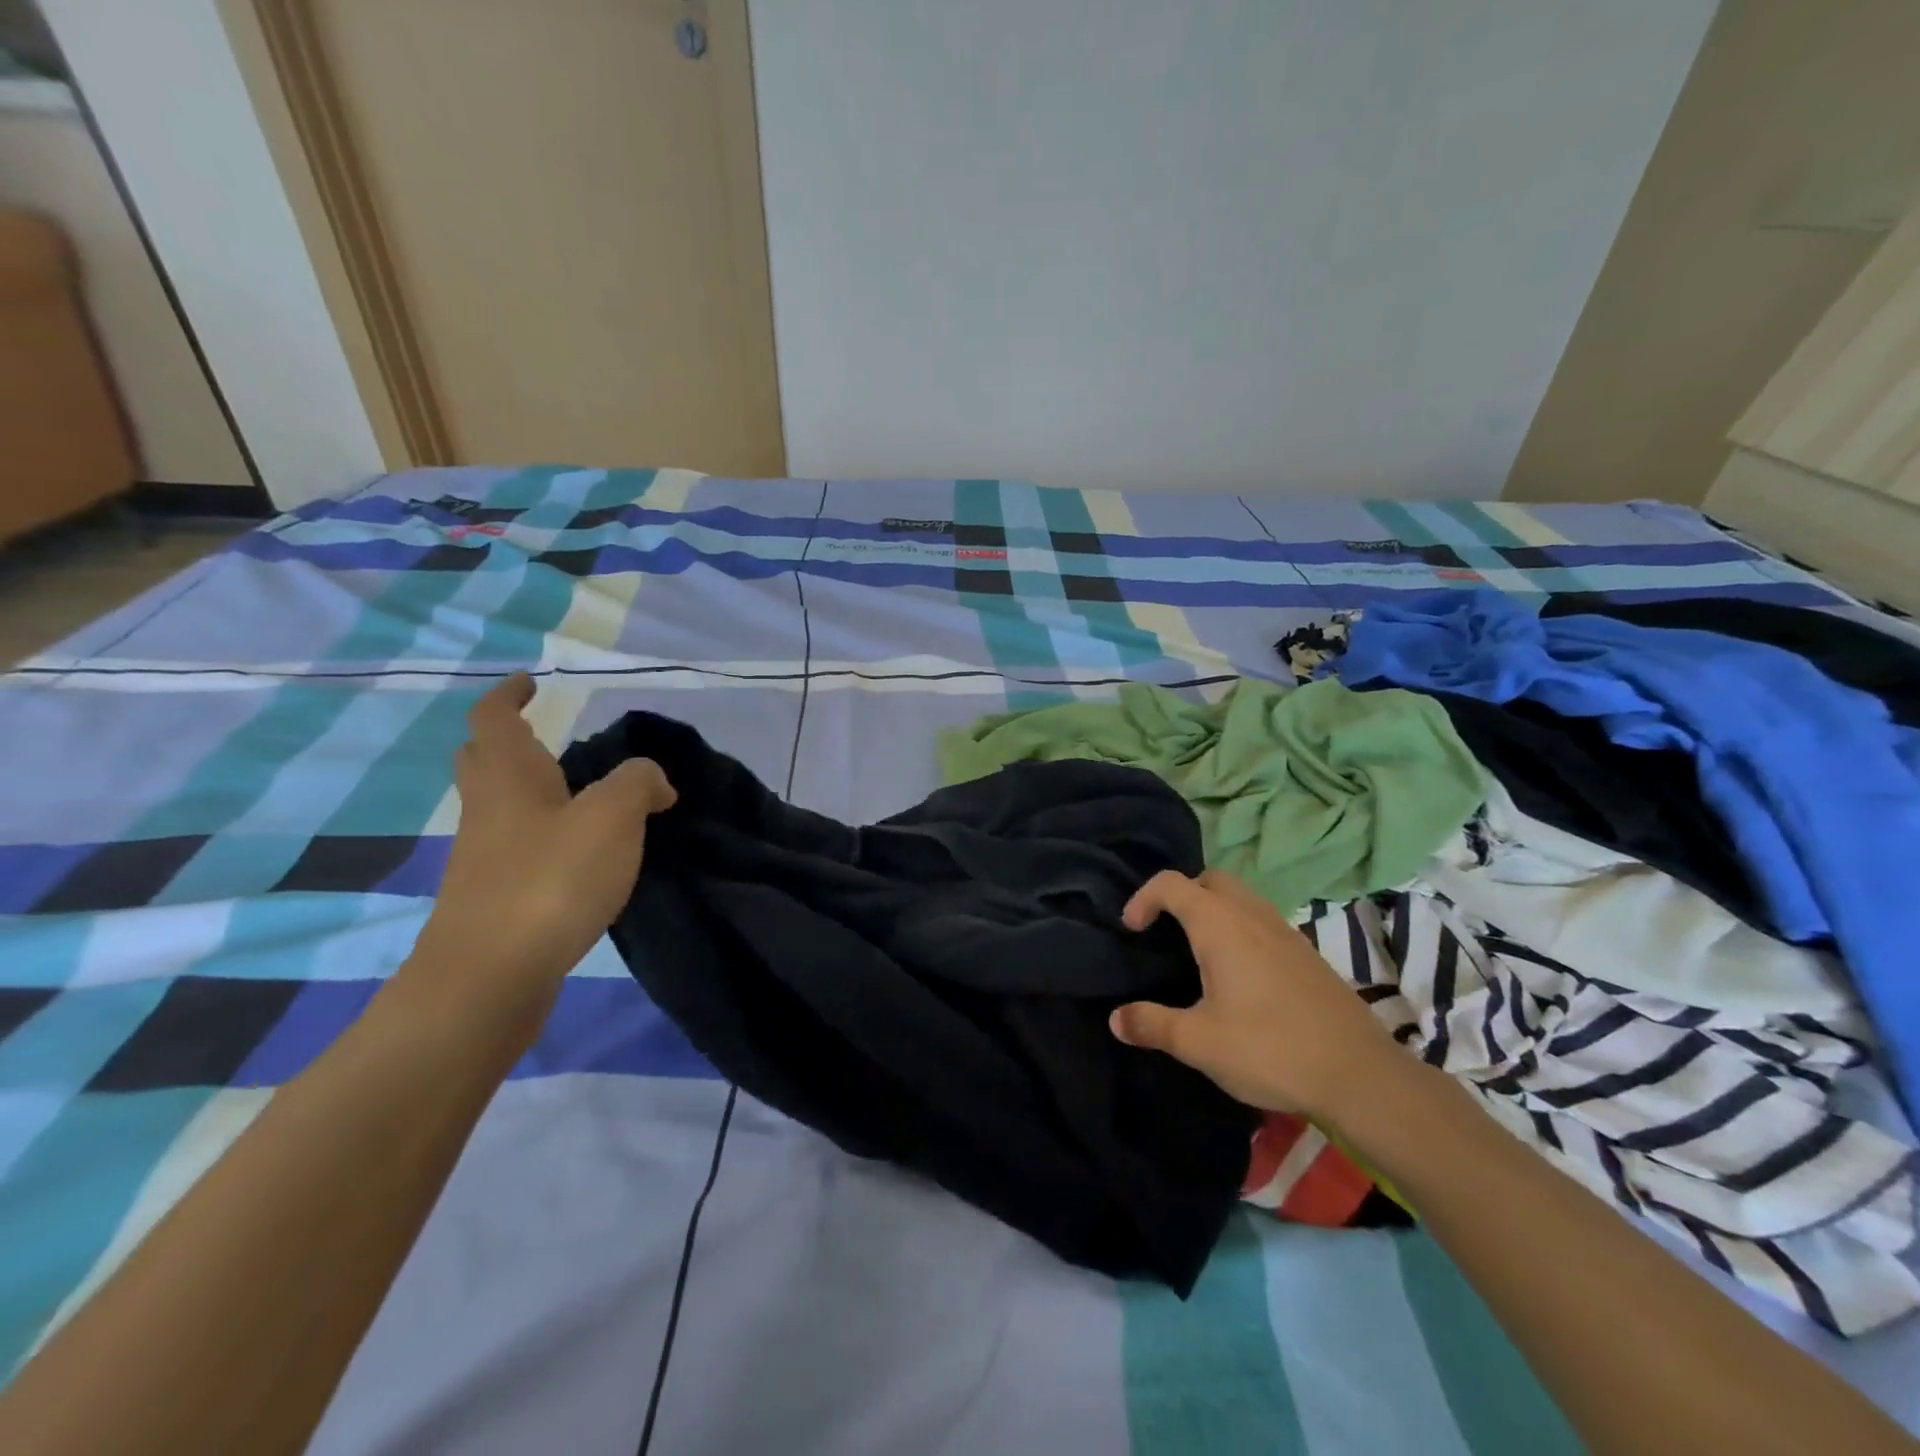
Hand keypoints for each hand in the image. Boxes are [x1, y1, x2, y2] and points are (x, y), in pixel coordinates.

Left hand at [404, 674, 675, 1032]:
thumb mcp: (613, 817)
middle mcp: (489, 810)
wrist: (489, 979)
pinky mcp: (496, 898)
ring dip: (531, 791)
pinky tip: (585, 853)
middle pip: (484, 761)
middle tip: (549, 736)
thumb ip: (639, 782)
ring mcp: (485, 858)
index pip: (494, 718)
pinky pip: (518, 847)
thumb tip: (654, 782)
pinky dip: (545, 834)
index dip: (510, 695)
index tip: (531, 683)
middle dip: (509, 741)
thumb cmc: (549, 880)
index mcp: (509, 777)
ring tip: (585, 795)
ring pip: (501, 807)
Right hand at [1111, 869, 1403, 1117]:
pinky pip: (1261, 920)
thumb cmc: (1270, 1048)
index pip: (1170, 883)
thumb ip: (1152, 1024)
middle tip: (1165, 931)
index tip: (1132, 930)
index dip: (1143, 898)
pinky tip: (1239, 975)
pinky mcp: (1306, 953)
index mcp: (1219, 924)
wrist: (1359, 1075)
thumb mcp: (1199, 1042)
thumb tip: (1115, 1018)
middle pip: (1210, 880)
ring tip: (1198, 952)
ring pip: (1240, 898)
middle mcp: (1251, 914)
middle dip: (1181, 895)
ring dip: (1213, 910)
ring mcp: (1284, 931)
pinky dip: (1239, 928)